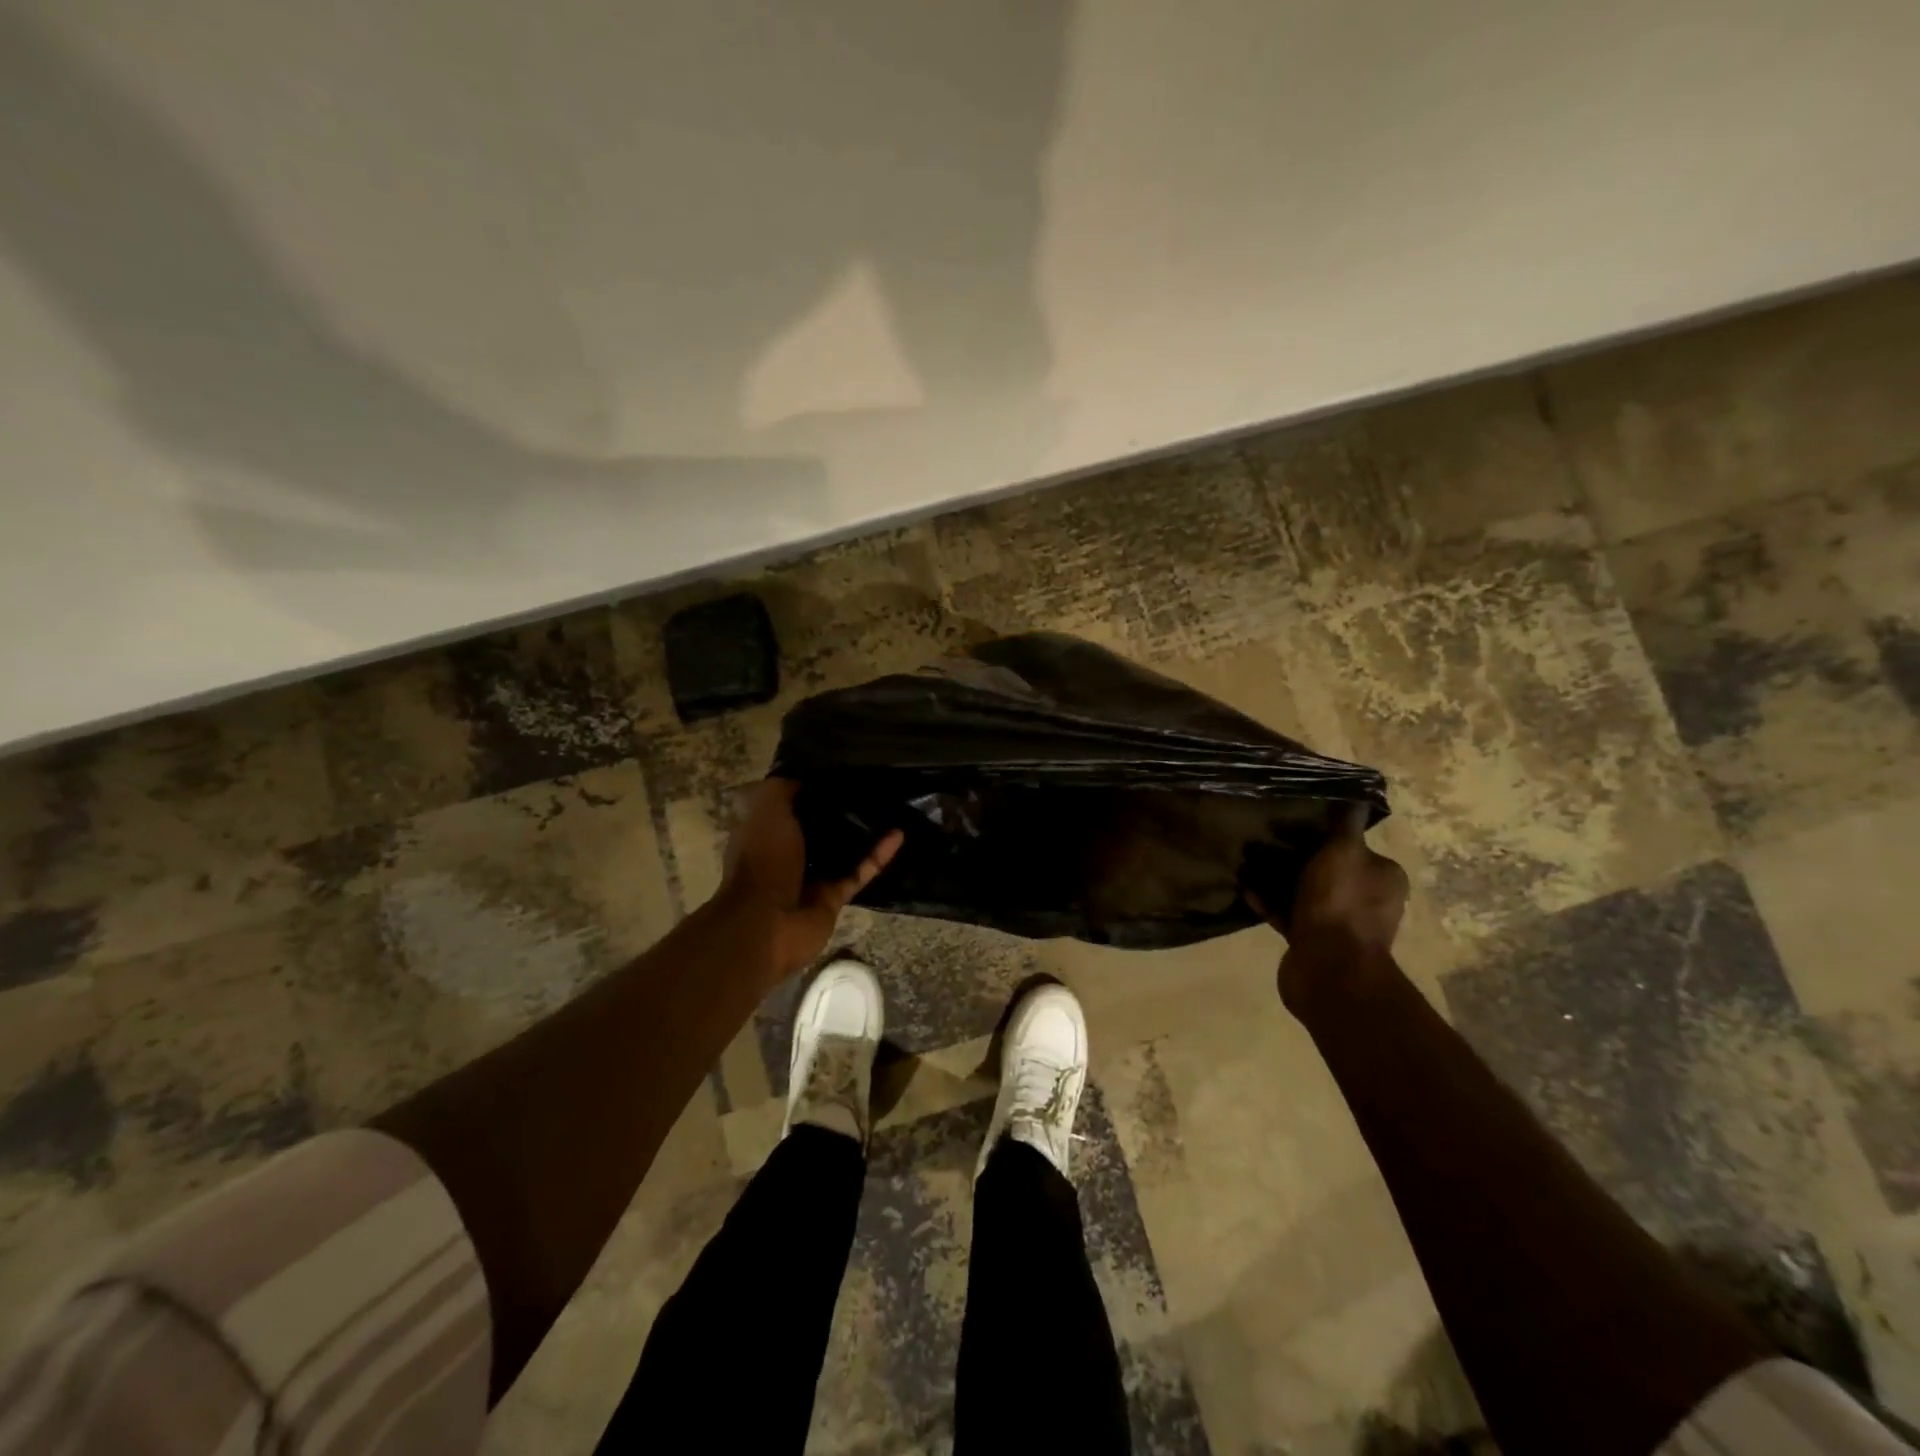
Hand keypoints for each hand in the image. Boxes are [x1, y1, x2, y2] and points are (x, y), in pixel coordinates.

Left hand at [717, 778, 903, 984]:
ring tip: (890, 807)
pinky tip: (899, 834)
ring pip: (842, 851)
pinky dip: (878, 856)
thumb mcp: (767, 809)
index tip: (838, 767)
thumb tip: (806, 771)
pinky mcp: (833, 899)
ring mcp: (810, 878)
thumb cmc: (762, 860)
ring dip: (863, 833)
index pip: (789, 803)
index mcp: (765, 831)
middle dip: (839, 809)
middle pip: (817, 827)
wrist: (765, 925)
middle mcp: (786, 853)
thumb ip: (784, 787)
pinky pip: (860, 872)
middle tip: (870, 785)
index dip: (810, 786)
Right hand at [1250, 804, 1407, 1007]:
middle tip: (1266, 840)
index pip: (1357, 847)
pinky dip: (1270, 902)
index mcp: (1383, 878)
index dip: (1327, 835)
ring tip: (1250, 862)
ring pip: (1306, 893)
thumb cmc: (1340, 904)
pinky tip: (1245, 889)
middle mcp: (1367, 901)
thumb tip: (1356, 796)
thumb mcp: (1344, 852)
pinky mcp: (1313, 942)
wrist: (1328, 969)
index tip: (1296, 823)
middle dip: (1299, 856)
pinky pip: (1289, 915)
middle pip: (1329, 870)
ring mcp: (1339, 925)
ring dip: (1281, 879)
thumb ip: (1346, 824)